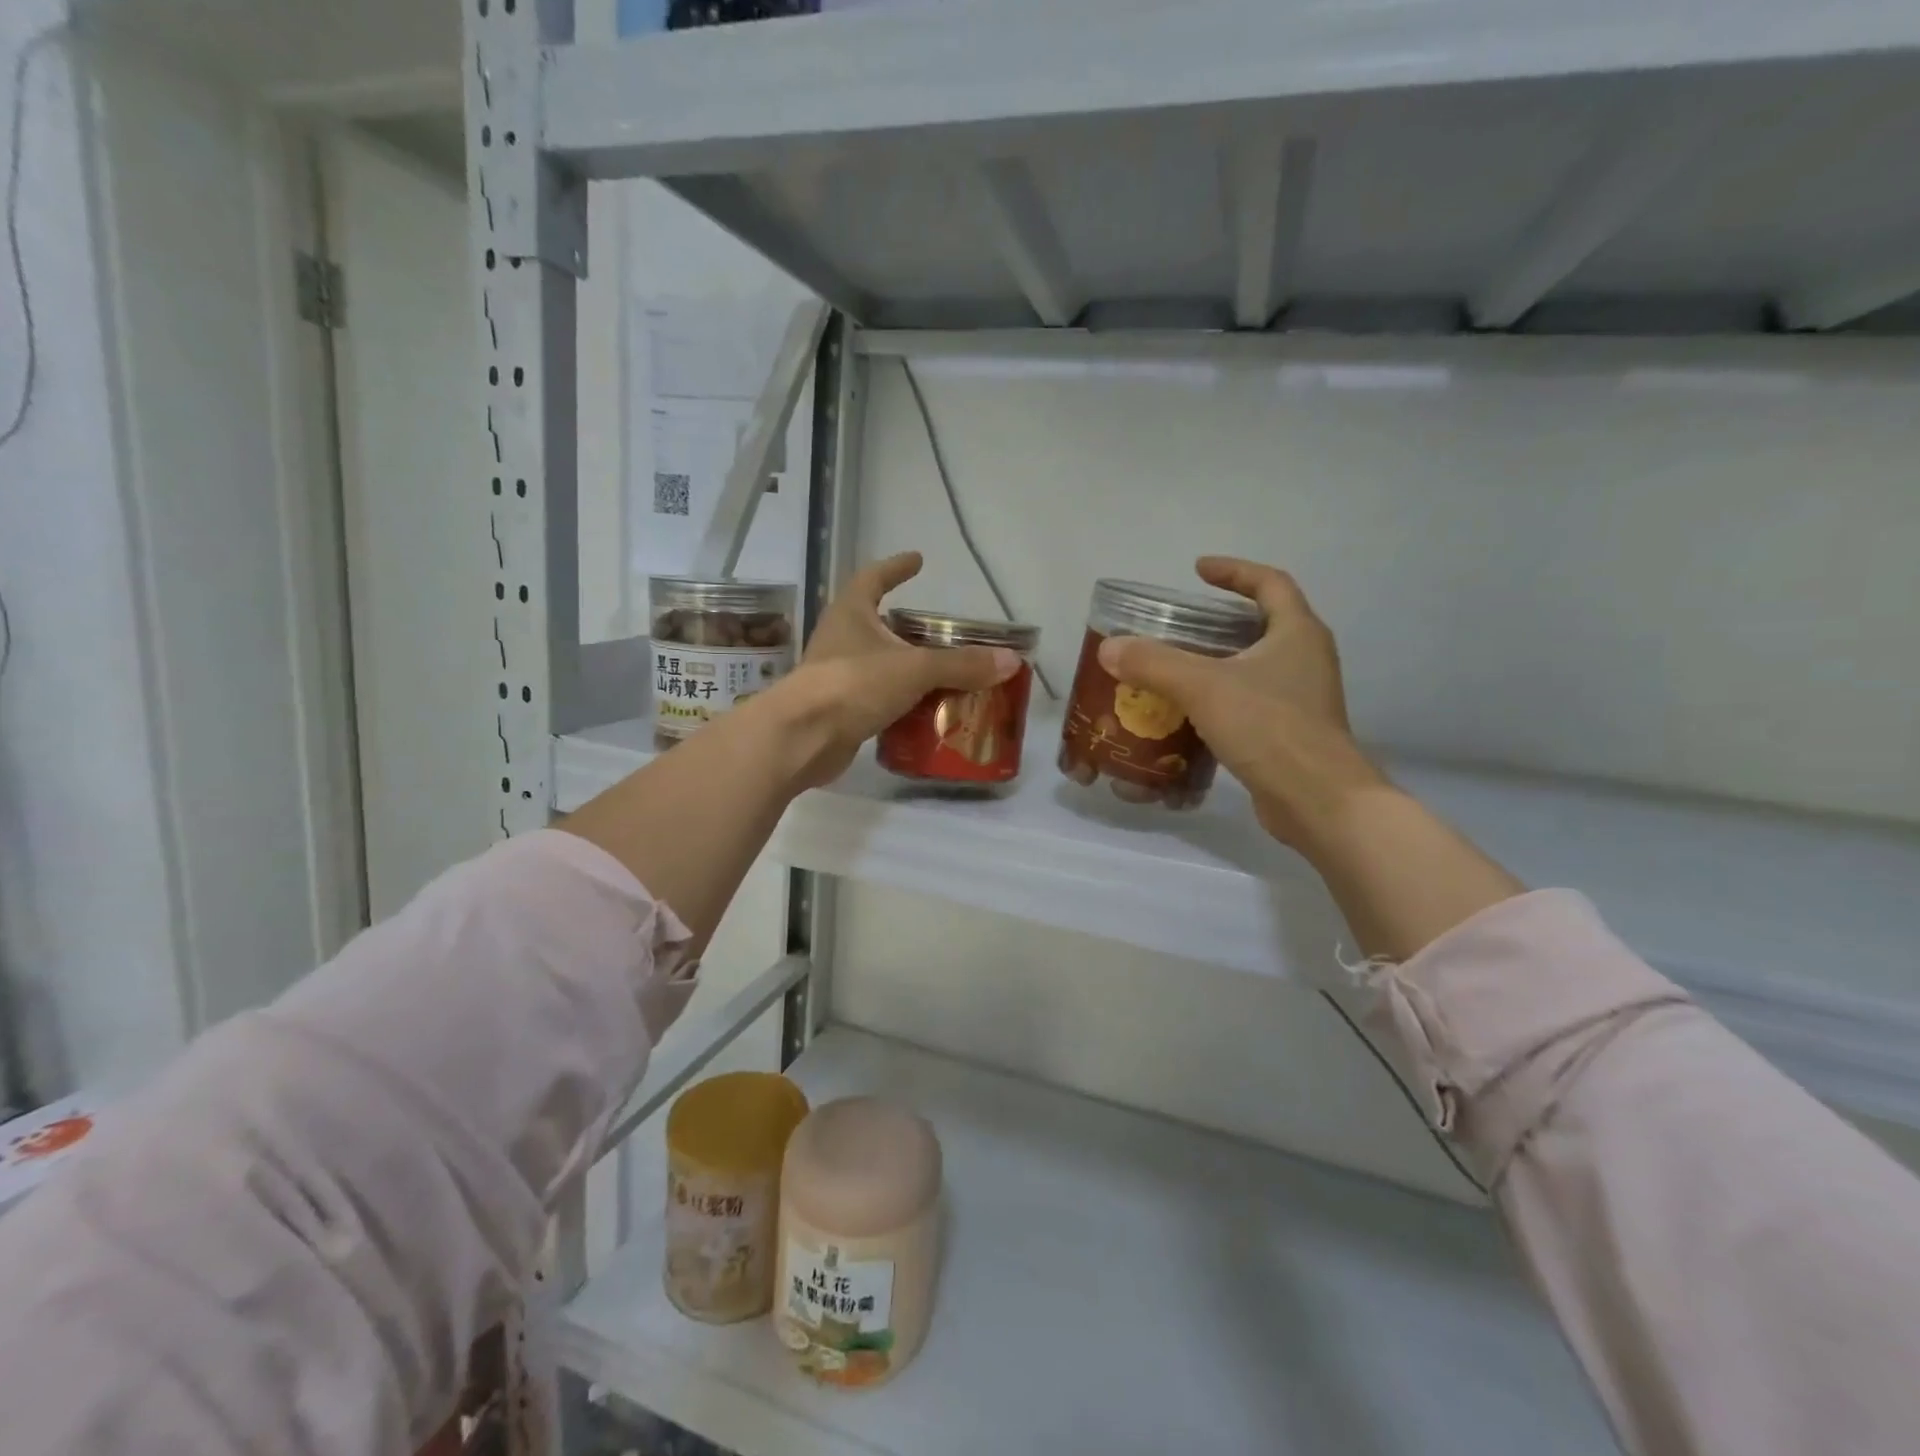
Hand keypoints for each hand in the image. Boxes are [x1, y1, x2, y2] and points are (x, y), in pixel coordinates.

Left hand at [782, 551, 1021, 786]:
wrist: (802, 738)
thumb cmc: (853, 685)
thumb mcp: (914, 669)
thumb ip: (962, 665)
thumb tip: (1010, 661)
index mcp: (851, 613)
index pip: (873, 578)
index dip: (896, 567)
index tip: (918, 560)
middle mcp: (841, 639)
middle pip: (879, 625)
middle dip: (909, 628)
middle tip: (944, 633)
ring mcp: (838, 676)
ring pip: (880, 665)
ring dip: (908, 668)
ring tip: (945, 674)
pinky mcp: (840, 710)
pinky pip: (878, 699)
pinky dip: (902, 702)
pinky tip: (927, 712)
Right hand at [1096, 557, 1386, 848]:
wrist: (1317, 800)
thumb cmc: (1268, 728)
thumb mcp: (1204, 687)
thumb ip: (1154, 663)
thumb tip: (1109, 648)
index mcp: (1297, 633)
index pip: (1269, 583)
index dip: (1234, 571)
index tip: (1198, 570)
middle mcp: (1307, 658)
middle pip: (1264, 623)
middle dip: (1222, 619)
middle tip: (1180, 623)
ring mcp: (1303, 698)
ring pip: (1256, 665)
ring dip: (1220, 661)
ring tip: (1176, 666)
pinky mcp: (1291, 732)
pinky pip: (1252, 701)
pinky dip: (1222, 698)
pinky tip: (1189, 714)